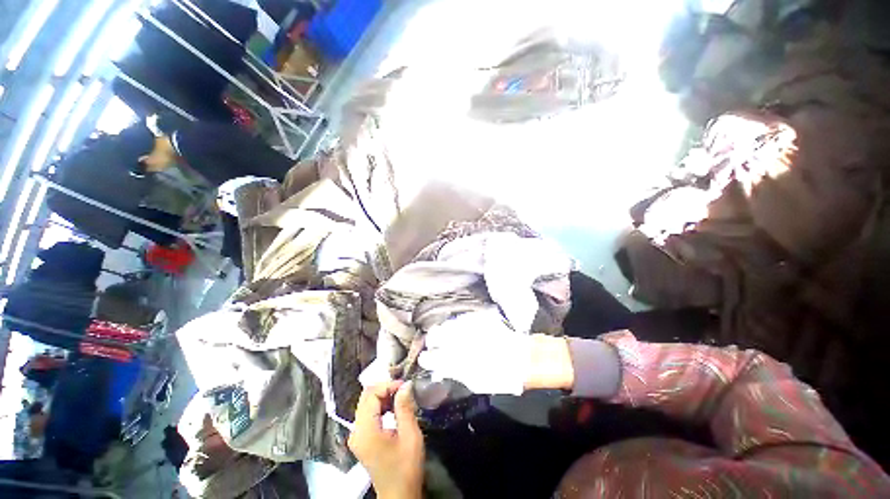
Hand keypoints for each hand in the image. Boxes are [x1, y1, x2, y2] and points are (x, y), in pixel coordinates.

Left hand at [349, 382, 423, 498]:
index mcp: (365, 430)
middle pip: (366, 397)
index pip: (370, 394)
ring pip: (367, 404)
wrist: (399, 495)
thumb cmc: (405, 467)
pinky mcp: (362, 439)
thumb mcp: (410, 436)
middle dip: (385, 389)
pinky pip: (368, 414)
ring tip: (401, 397)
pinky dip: (381, 406)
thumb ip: (405, 407)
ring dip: (383, 397)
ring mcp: (357, 436)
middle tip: (404, 390)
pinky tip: (393, 408)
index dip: (387, 385)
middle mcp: (356, 431)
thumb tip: (406, 384)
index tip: (405, 386)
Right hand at [418, 309, 532, 394]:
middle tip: (432, 344)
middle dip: (432, 341)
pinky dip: (455, 324)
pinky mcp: (477, 319)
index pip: (433, 358)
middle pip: (436, 336)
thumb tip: (440, 369)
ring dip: (442, 331)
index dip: (427, 358)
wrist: (522, 357)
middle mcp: (460, 341)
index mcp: (458, 361)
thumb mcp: (474, 382)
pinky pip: (460, 319)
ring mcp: (468, 327)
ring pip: (446, 325)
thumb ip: (454, 373)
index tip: (425, 358)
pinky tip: (457, 328)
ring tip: (442, 335)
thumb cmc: (499, 376)